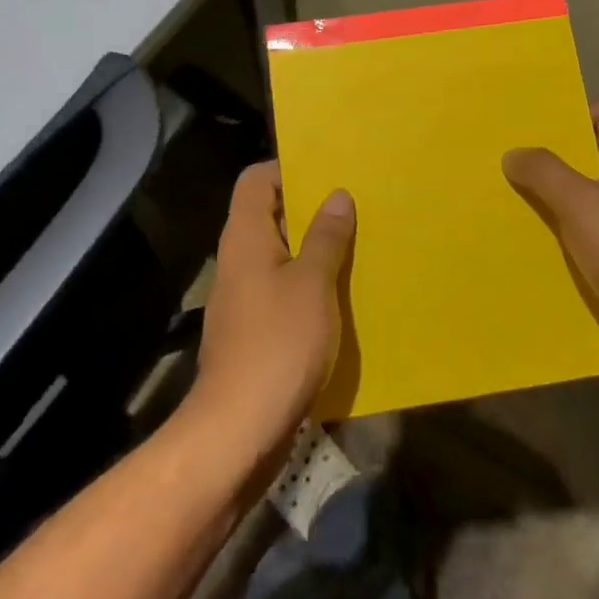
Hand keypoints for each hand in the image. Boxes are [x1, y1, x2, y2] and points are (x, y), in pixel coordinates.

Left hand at [191, 162, 355, 446]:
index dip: (288, 168)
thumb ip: (326, 237)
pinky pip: (284, 290)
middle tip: (356, 204)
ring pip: (281, 255)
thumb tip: (337, 195)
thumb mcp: (312, 284)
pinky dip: (311, 284)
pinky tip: (344, 292)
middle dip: (311, 208)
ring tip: (359, 242)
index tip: (329, 172)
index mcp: (246, 237)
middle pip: (271, 215)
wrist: (239, 429)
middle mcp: (239, 260)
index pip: (256, 180)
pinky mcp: (255, 330)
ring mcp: (245, 297)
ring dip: (315, 248)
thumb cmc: (277, 344)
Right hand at [503, 102, 598, 373]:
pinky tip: (534, 234)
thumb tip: (514, 153)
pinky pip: (591, 229)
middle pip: (592, 154)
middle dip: (552, 157)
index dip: (567, 114)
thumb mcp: (578, 202)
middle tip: (509, 157)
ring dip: (555, 195)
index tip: (527, 124)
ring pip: (588, 194)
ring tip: (511, 193)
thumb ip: (543, 171)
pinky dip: (566, 228)